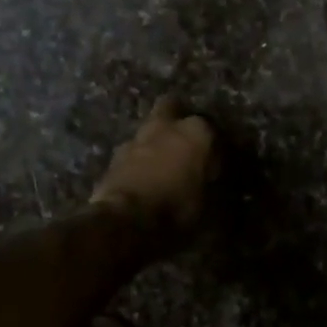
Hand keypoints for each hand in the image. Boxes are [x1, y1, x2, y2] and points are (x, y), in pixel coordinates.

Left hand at [90, 96, 216, 240]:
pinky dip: (137, 160)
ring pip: (148, 128)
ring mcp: (136, 138)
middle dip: (176, 117)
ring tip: (160, 163)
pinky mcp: (114, 155)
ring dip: (154, 141)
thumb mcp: (207, 204)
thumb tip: (207, 179)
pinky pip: (131, 151)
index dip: (211, 145)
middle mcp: (166, 126)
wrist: (126, 219)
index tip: (212, 161)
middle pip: (171, 106)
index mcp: (196, 132)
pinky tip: (141, 176)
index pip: (210, 129)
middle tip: (183, 140)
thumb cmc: (176, 209)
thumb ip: (208, 182)